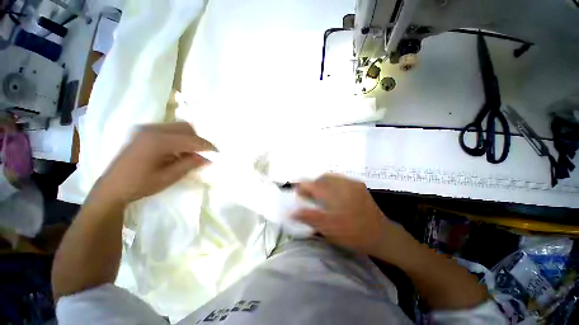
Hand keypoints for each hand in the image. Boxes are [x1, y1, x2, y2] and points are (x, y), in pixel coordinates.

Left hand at [91, 122, 215, 204]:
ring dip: (189, 139)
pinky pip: (169, 131)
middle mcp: (151, 130)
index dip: (206, 146)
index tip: (217, 153)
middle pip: (186, 128)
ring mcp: (146, 129)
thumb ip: (190, 164)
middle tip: (203, 155)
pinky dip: (179, 139)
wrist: (112, 187)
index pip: (191, 139)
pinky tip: (178, 153)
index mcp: (157, 141)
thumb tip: (208, 158)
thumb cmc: (139, 185)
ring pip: (178, 128)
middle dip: (198, 141)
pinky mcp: (144, 132)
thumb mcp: (169, 177)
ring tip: (190, 155)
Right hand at [293, 174, 410, 258]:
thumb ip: (308, 217)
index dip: (302, 187)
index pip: (311, 184)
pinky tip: (334, 193)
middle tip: (309, 196)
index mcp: (333, 194)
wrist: (381, 235)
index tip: (298, 194)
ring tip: (320, 194)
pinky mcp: (358, 185)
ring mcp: (352, 183)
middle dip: (312, 184)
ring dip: (322, 183)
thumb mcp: (328, 228)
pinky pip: (340, 179)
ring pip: (330, 177)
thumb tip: (291, 212)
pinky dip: (332, 183)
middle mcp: (342, 184)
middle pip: (320, 178)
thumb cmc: (352, 233)